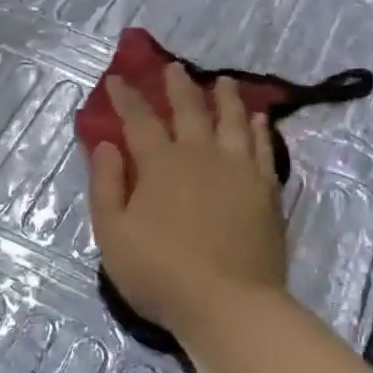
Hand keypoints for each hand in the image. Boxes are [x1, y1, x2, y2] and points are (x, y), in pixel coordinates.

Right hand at [88, 64, 287, 341]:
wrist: (229, 304)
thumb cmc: (160, 274)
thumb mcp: (113, 235)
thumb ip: (106, 186)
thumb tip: (107, 145)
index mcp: (160, 164)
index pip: (140, 119)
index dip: (127, 96)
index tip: (118, 78)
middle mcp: (201, 155)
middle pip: (190, 109)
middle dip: (178, 85)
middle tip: (173, 67)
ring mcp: (239, 170)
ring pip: (232, 121)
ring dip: (225, 97)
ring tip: (223, 81)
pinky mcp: (266, 189)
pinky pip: (263, 148)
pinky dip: (258, 129)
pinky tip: (257, 119)